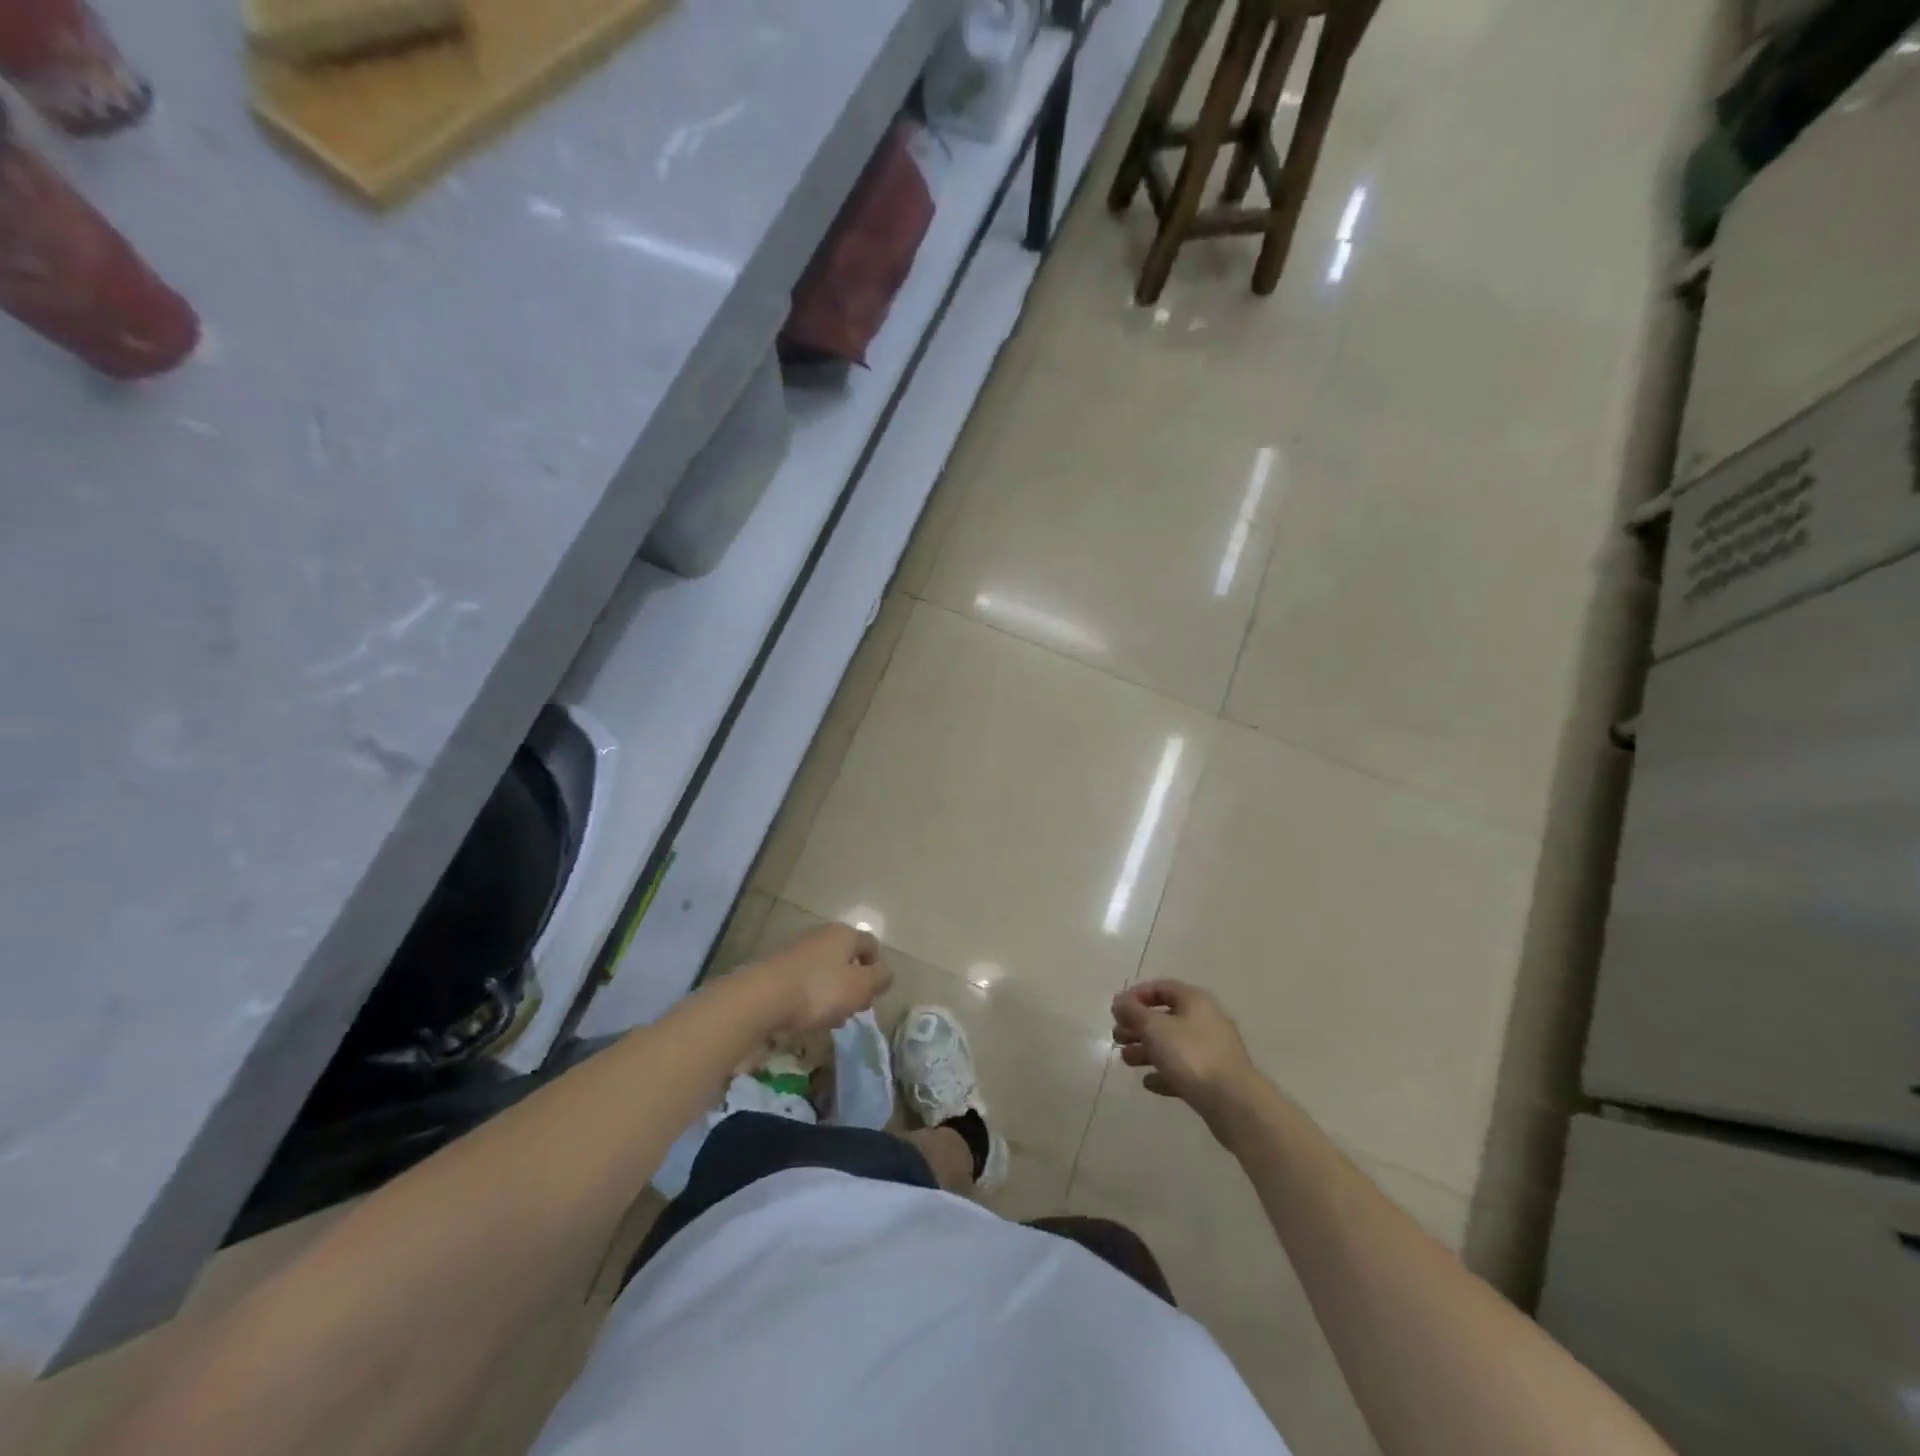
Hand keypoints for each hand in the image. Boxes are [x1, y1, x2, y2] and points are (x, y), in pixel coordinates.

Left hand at [743, 921, 890, 1034]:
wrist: (762, 997)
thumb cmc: (819, 990)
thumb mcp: (860, 987)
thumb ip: (879, 979)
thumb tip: (886, 973)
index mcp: (845, 934)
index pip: (871, 945)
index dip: (877, 969)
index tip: (873, 994)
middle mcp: (822, 935)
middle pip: (848, 958)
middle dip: (854, 984)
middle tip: (854, 1009)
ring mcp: (798, 949)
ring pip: (827, 971)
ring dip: (833, 993)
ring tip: (830, 1019)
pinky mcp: (779, 967)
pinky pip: (806, 980)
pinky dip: (812, 996)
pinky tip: (808, 1016)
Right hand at [1111, 980, 1265, 1139]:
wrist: (1234, 1102)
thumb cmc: (1191, 1055)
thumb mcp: (1154, 1028)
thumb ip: (1133, 1012)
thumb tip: (1120, 1001)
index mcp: (1194, 1001)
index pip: (1161, 988)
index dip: (1137, 995)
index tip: (1117, 1010)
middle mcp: (1205, 1020)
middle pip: (1165, 1017)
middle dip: (1138, 1026)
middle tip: (1118, 1037)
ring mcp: (1211, 1050)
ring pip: (1172, 1044)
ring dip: (1147, 1050)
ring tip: (1126, 1060)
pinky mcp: (1213, 1078)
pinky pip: (1183, 1069)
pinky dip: (1164, 1073)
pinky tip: (1149, 1082)